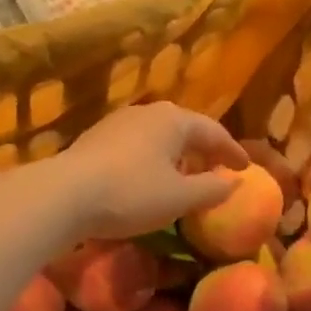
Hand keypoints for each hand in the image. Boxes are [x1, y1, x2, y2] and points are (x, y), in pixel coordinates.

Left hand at [54, 102, 248, 239]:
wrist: (64, 195)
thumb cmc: (131, 193)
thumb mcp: (180, 198)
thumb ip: (212, 189)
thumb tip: (233, 182)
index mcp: (174, 120)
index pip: (214, 132)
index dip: (233, 151)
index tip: (246, 168)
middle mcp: (148, 112)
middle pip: (185, 128)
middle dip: (204, 148)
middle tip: (218, 167)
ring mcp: (118, 122)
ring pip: (159, 135)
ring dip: (177, 153)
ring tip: (186, 173)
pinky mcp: (96, 139)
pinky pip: (137, 145)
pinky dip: (153, 158)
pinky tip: (150, 176)